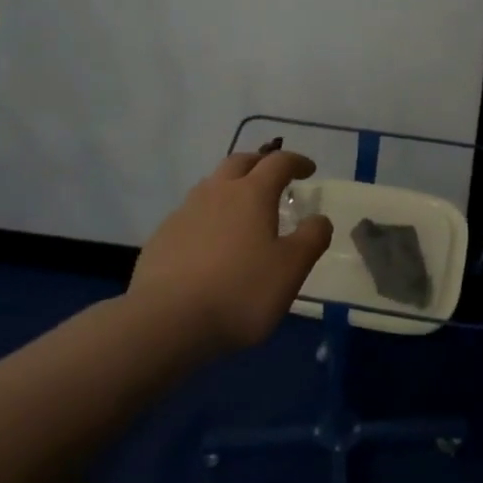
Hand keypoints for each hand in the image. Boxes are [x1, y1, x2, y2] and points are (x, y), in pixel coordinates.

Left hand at [126, 145, 334, 358]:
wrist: (166, 321)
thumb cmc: (239, 292)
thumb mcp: (291, 270)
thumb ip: (311, 239)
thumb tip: (320, 219)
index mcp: (251, 194)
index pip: (278, 162)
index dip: (296, 162)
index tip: (309, 170)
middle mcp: (216, 192)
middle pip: (240, 162)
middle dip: (260, 164)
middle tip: (274, 179)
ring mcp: (184, 212)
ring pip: (211, 185)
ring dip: (231, 187)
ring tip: (242, 209)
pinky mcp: (162, 236)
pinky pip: (191, 213)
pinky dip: (208, 216)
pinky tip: (210, 242)